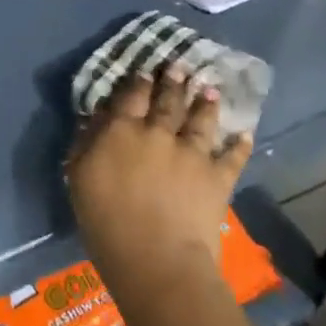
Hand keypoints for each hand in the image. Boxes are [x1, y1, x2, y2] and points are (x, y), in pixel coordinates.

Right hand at [66, 65, 252, 304]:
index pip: (130, 97)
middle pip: (167, 101)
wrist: (156, 259)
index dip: (137, 81)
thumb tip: (93, 117)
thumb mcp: (80, 179)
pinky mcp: (217, 176)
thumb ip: (85, 143)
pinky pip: (232, 156)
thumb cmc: (106, 222)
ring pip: (200, 120)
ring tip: (211, 89)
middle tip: (181, 66)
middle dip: (174, 82)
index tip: (145, 70)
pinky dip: (239, 145)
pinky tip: (246, 134)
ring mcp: (191, 152)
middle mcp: (158, 133)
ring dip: (206, 102)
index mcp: (122, 131)